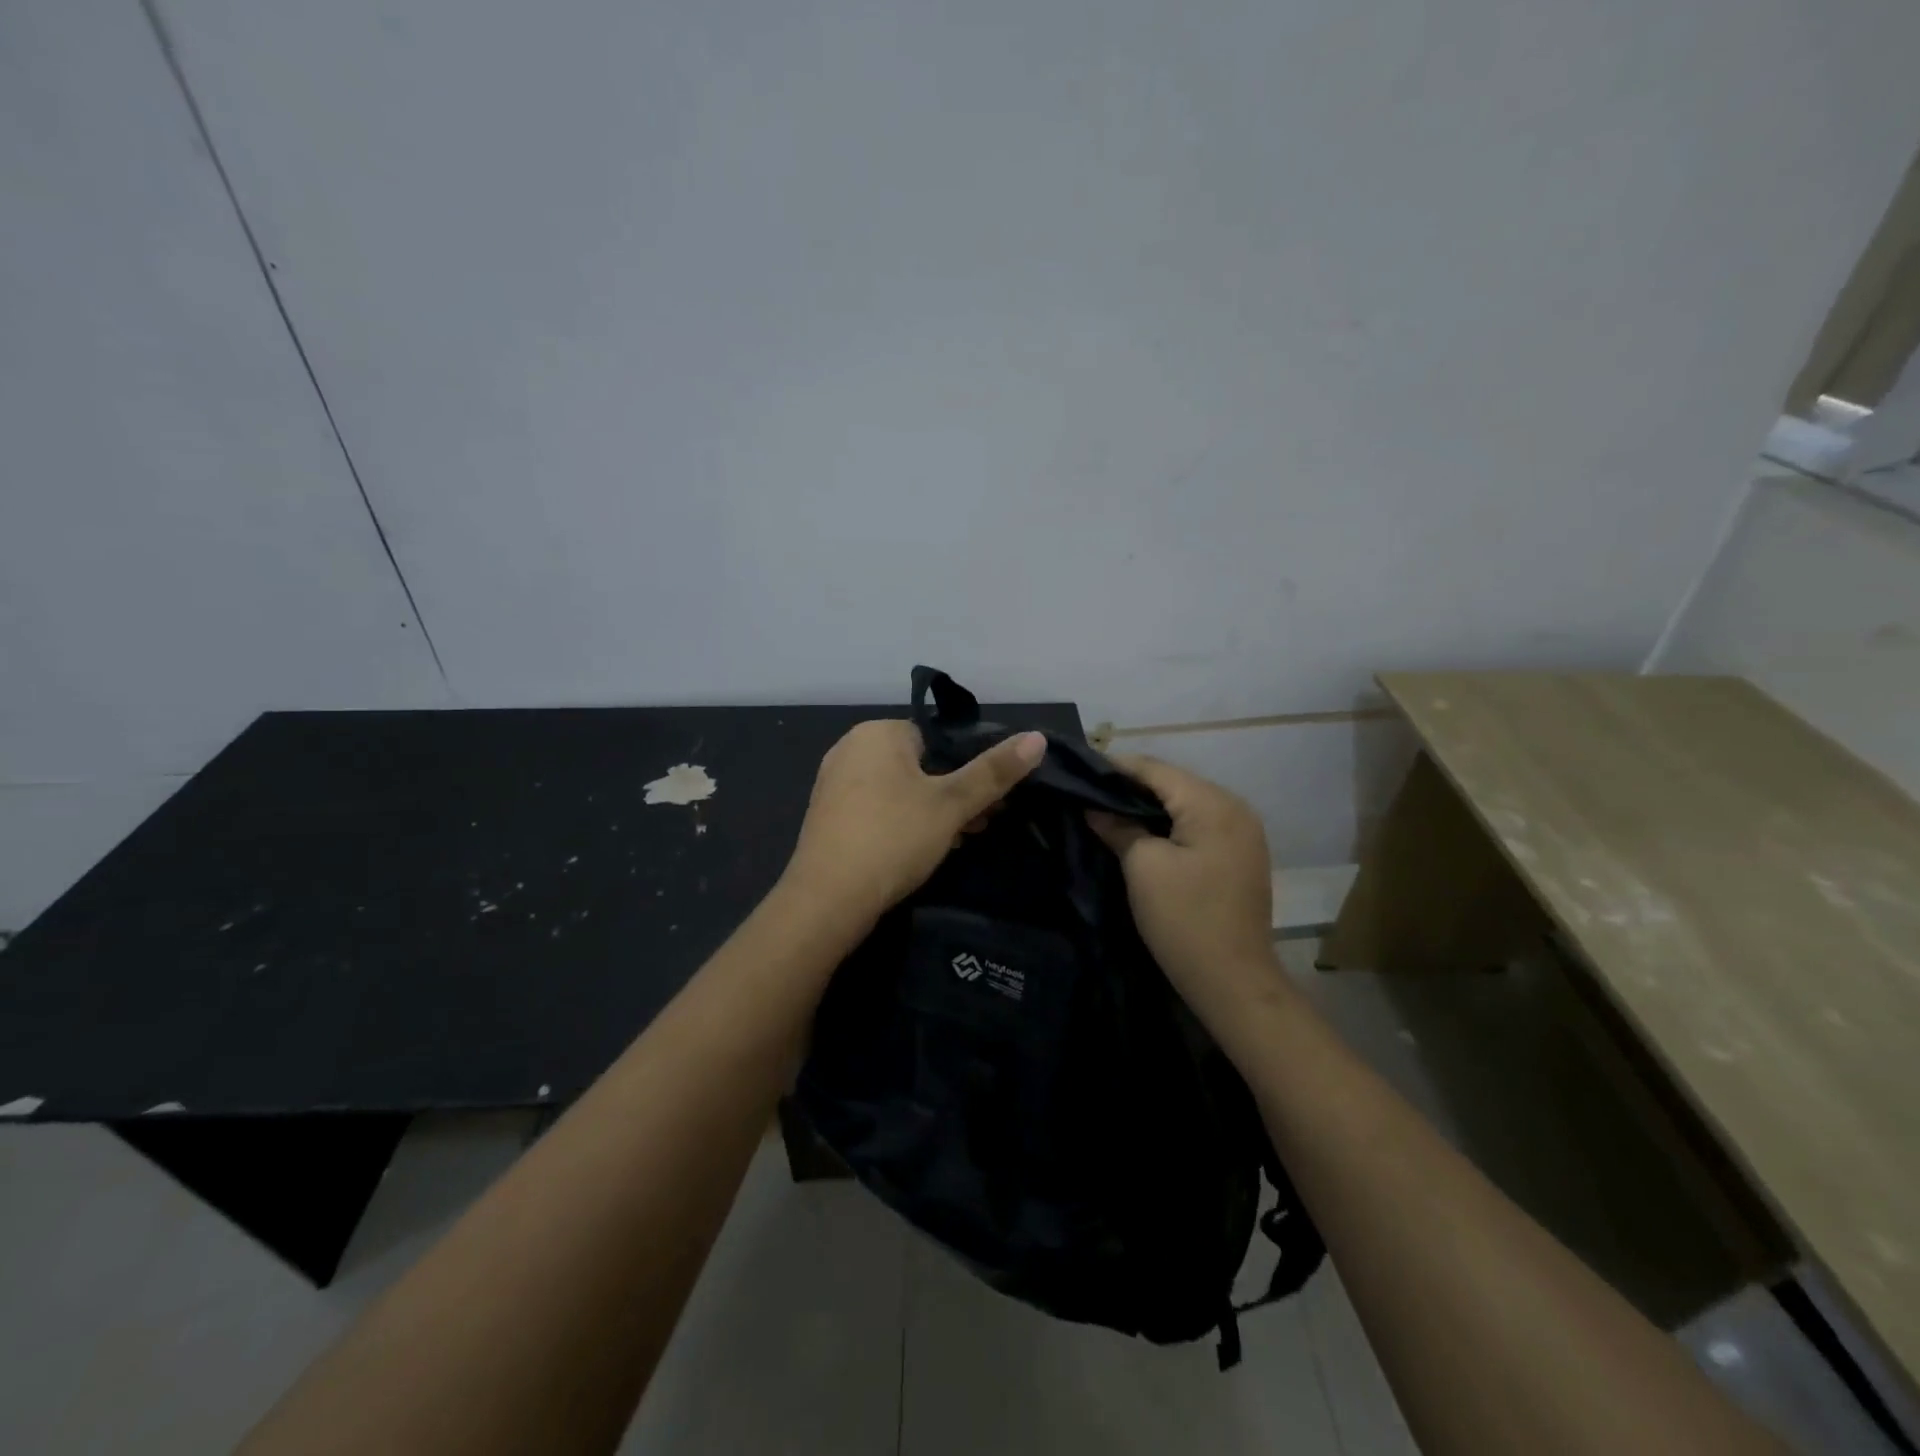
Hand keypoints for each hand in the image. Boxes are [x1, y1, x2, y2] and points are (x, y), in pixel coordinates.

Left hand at [783, 719, 1046, 926]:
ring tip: (958, 840)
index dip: (969, 767)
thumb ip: (993, 771)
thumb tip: (1038, 737)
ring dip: (932, 811)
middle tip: (980, 824)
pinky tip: (921, 851)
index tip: (991, 799)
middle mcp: (850, 749)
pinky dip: (903, 823)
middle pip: (920, 764)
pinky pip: (878, 809)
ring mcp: (834, 784)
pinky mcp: (829, 817)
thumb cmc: (893, 838)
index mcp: (877, 733)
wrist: (827, 900)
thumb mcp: (951, 805)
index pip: (937, 737)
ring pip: (900, 789)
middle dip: (953, 792)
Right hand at [1087, 756, 1284, 1025]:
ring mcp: (1241, 833)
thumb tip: (1094, 807)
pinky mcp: (1238, 855)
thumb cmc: (1184, 918)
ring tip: (1106, 810)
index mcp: (1213, 803)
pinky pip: (1196, 825)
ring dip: (1147, 806)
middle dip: (1129, 786)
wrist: (1232, 981)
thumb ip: (1118, 827)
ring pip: (1184, 804)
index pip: (1155, 768)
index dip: (1114, 767)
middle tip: (1087, 792)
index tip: (1077, 770)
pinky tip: (1139, 832)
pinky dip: (1167, 825)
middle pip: (1172, 783)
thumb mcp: (1142, 866)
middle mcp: (1234, 808)